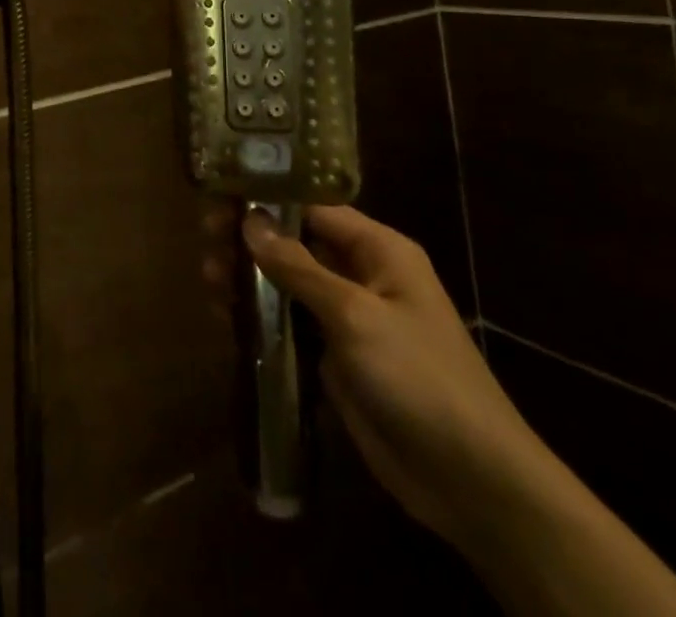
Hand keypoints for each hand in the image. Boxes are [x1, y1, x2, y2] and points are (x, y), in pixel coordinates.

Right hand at [241, 206, 546, 546]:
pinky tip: (225, 316)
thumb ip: (299, 268)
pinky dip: (260, 318)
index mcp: (379, 249)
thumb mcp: (356, 316)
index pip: (314, 206)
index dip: (268, 198)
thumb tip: (249, 221)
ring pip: (288, 284)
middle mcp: (362, 274)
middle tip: (205, 240)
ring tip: (207, 278)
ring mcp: (349, 318)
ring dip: (249, 279)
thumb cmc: (418, 377)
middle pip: (296, 242)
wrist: (470, 479)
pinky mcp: (337, 358)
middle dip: (251, 240)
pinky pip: (291, 325)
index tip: (220, 197)